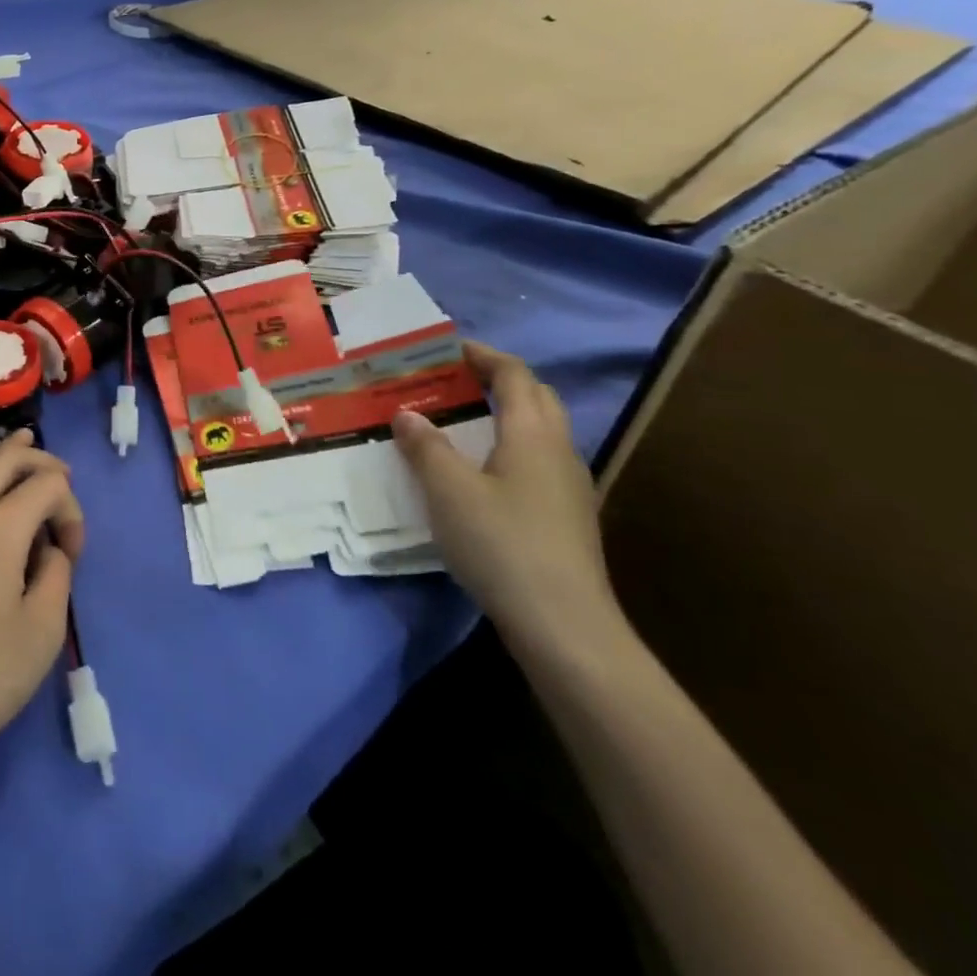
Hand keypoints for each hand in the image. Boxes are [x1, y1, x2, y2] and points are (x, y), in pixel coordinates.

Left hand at [0, 431, 84, 779]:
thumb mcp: (43, 629)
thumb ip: (57, 573)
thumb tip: (47, 551)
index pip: (48, 484)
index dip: (71, 510)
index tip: (72, 556)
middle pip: (5, 457)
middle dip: (39, 459)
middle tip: (64, 475)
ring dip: (5, 458)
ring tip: (27, 449)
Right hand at [392, 342, 619, 658]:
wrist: (564, 626)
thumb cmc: (502, 543)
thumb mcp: (448, 490)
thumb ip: (426, 446)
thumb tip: (407, 414)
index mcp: (533, 433)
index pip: (514, 374)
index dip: (483, 355)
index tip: (449, 349)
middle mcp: (559, 451)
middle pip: (536, 398)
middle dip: (497, 381)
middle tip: (453, 382)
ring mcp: (569, 487)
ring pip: (539, 432)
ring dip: (504, 416)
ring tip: (459, 423)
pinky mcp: (567, 518)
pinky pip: (536, 462)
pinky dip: (508, 449)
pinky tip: (480, 474)